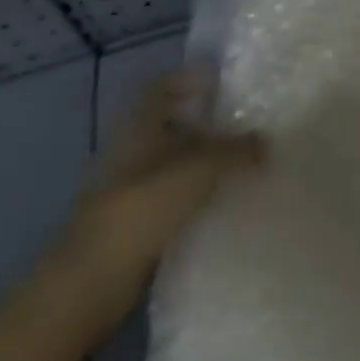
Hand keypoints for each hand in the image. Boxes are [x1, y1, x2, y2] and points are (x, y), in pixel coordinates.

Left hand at [53, 71, 265, 333]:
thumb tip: (267, 143)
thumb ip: (237, 151)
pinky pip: (174, 196)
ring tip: (244, 161)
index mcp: (140, 126)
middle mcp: (132, 150)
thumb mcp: (201, 168)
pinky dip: (197, 194)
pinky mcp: (136, 223)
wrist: (93, 283)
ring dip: (205, 160)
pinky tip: (225, 199)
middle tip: (246, 121)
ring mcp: (131, 188)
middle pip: (172, 123)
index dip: (191, 77)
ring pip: (175, 161)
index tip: (225, 81)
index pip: (163, 85)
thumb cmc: (144, 207)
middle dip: (207, 121)